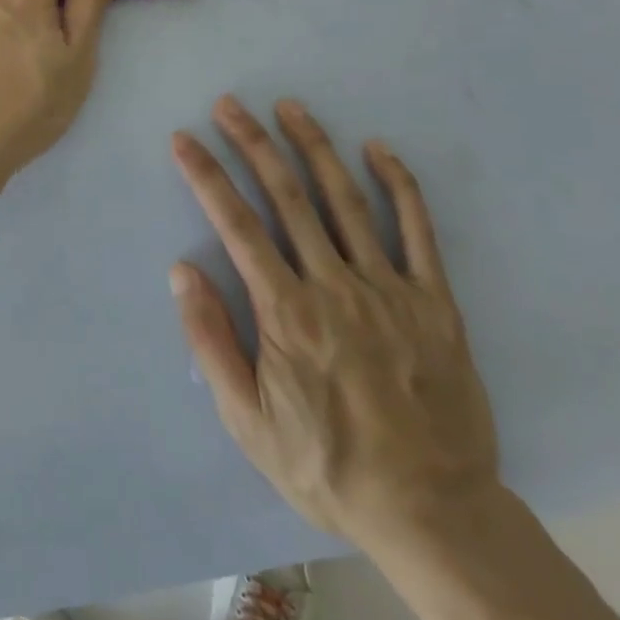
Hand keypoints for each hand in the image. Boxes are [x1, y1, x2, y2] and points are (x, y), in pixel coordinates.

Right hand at [169, 96, 498, 550]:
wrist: (435, 515)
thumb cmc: (329, 466)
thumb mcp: (249, 422)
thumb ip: (212, 342)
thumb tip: (183, 271)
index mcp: (287, 313)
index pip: (236, 225)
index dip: (206, 176)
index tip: (184, 139)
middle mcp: (335, 287)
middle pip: (286, 197)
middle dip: (252, 143)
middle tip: (229, 104)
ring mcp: (390, 290)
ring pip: (345, 200)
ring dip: (313, 147)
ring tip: (289, 107)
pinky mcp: (436, 302)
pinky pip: (418, 231)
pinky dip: (399, 185)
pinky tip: (378, 149)